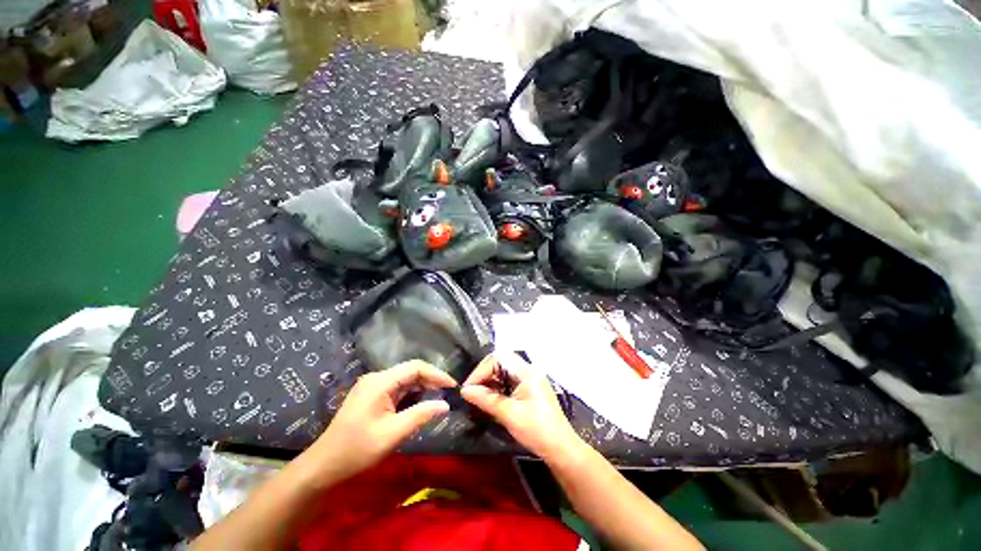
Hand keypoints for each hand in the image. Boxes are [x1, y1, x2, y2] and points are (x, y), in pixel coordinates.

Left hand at [305, 360, 456, 480]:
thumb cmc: (357, 450)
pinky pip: (397, 388)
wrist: (323, 466)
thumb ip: (421, 415)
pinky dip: (411, 394)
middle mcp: (376, 378)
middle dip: (431, 380)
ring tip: (438, 397)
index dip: (436, 374)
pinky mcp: (371, 395)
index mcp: (380, 382)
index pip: (415, 367)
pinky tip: (420, 403)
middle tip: (448, 393)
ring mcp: (372, 386)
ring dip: (422, 387)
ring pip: (404, 379)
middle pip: (410, 371)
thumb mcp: (393, 434)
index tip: (452, 386)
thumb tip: (445, 405)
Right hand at [461, 353, 583, 461]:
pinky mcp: (529, 390)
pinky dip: (497, 390)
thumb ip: (485, 399)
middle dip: (484, 376)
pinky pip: (509, 383)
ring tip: (477, 398)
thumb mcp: (508, 414)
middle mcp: (528, 371)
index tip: (469, 387)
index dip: (481, 370)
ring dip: (489, 383)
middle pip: (501, 363)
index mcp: (526, 372)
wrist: (561, 449)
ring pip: (503, 373)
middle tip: (471, 393)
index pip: (499, 358)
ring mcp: (529, 380)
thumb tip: (464, 391)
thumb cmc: (536, 430)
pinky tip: (490, 402)